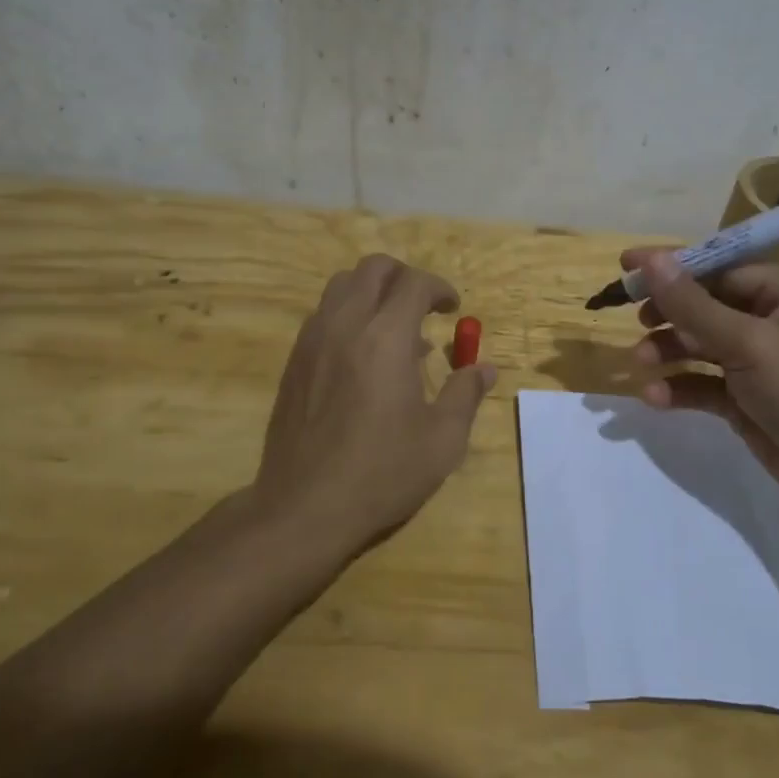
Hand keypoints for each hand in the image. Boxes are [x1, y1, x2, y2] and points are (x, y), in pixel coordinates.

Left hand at [252, 254, 496, 556]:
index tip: (452, 310)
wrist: (303, 509)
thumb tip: (484, 369)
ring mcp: (312, 341)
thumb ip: (465, 395)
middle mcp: (345, 326)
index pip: (414, 283)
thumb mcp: (441, 441)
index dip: (439, 288)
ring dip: (372, 292)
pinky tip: (362, 357)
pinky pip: (322, 314)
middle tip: (424, 307)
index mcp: (386, 338)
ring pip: (341, 285)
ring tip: (392, 328)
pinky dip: (348, 315)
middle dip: (404, 277)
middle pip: (373, 269)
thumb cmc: (381, 474)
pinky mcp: (294, 361)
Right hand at [626, 249, 778, 513]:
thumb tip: (650, 260)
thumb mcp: (750, 343)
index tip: (627, 266)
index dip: (673, 267)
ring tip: (641, 362)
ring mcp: (758, 364)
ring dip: (669, 352)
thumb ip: (694, 304)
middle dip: (669, 314)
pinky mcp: (746, 401)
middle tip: (635, 321)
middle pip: (705, 307)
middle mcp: (771, 323)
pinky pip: (703, 385)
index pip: (719, 269)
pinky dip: (679, 388)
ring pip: (700, 347)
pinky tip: (655, 398)